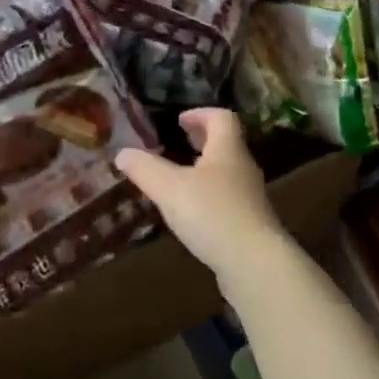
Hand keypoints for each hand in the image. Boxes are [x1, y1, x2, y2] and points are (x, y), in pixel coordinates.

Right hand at [115, 108, 289, 279]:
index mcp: (227, 150)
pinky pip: (227, 200)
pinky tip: (192, 214)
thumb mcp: (169, 188)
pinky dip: (208, 198)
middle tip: (178, 143)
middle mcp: (243, 168)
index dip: (200, 114)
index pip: (221, 118)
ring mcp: (250, 198)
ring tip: (178, 180)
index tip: (179, 120)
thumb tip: (122, 153)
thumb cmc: (212, 214)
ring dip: (204, 170)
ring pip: (226, 174)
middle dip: (201, 141)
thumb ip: (144, 168)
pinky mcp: (250, 225)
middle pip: (226, 144)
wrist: (255, 263)